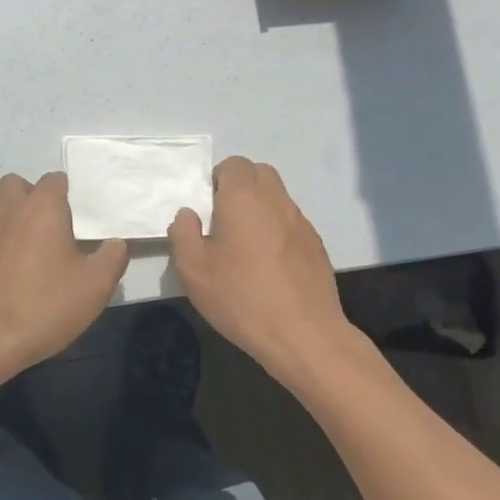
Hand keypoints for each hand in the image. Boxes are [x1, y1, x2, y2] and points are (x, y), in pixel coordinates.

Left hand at [0, 172, 127, 382]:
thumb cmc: (46, 304)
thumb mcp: (96, 285)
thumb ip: (112, 258)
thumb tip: (116, 243)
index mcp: (41, 208)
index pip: (53, 180)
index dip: (68, 191)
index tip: (82, 213)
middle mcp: (11, 212)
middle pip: (16, 185)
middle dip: (34, 195)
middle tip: (56, 223)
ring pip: (2, 211)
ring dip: (19, 220)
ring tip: (42, 250)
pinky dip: (7, 246)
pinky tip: (24, 274)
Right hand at [168, 157, 360, 389]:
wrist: (304, 335)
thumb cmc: (241, 297)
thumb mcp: (193, 269)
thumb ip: (183, 233)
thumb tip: (188, 214)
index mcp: (244, 198)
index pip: (234, 164)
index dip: (217, 180)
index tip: (207, 210)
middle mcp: (276, 201)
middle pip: (259, 173)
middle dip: (240, 187)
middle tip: (223, 221)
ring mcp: (301, 222)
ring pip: (277, 197)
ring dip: (259, 208)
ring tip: (244, 246)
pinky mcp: (316, 246)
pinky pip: (291, 223)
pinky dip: (277, 230)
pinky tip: (268, 266)